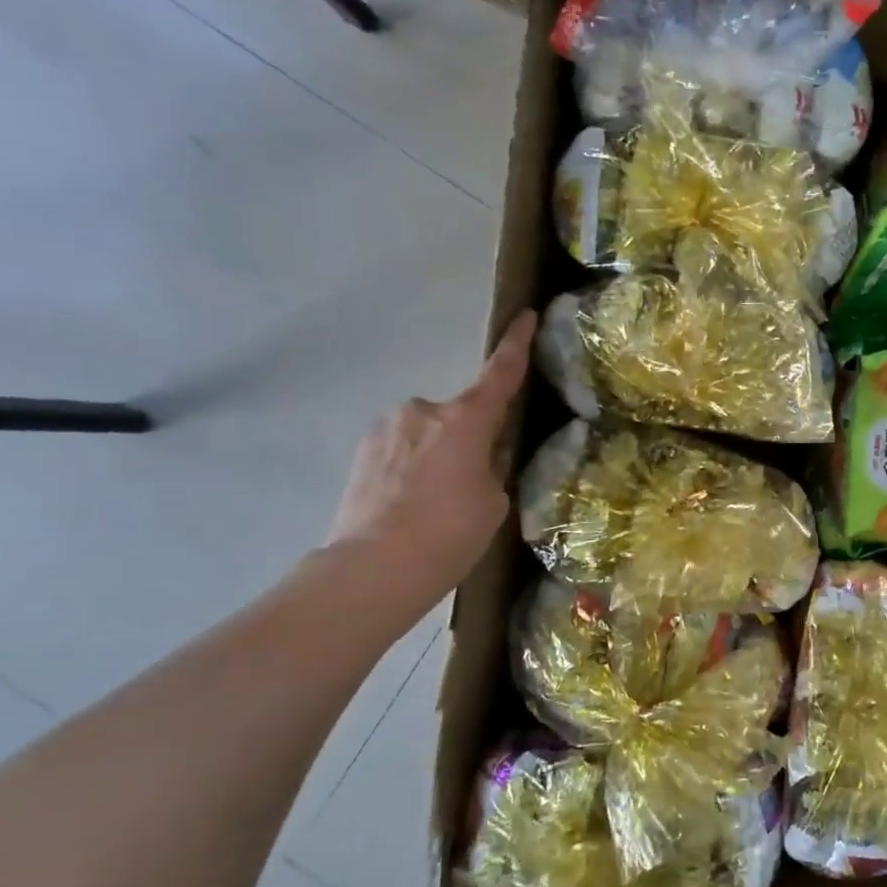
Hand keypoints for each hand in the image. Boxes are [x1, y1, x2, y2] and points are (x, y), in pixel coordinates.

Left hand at [325, 311, 535, 619]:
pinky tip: (407, 508)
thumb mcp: (494, 501)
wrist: (370, 571)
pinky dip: (410, 469)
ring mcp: (387, 429)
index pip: (501, 372)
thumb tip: (482, 454)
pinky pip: (401, 450)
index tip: (524, 315)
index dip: (517, 343)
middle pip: (461, 416)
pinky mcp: (361, 452)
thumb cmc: (448, 534)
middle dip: (469, 439)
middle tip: (470, 486)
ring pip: (428, 434)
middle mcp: (424, 411)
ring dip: (437, 455)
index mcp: (466, 419)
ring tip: (433, 506)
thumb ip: (492, 466)